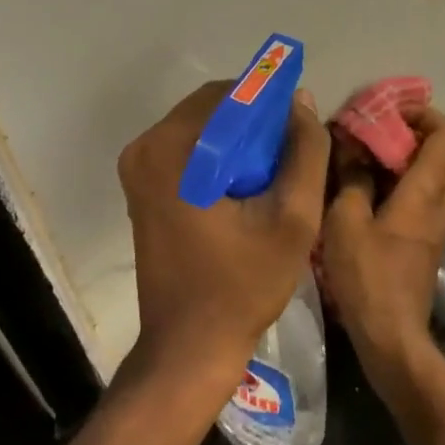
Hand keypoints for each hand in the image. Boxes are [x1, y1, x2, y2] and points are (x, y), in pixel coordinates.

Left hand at [118, 82, 329, 394]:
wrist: (189, 349)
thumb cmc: (242, 285)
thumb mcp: (292, 218)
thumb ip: (305, 152)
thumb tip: (300, 100)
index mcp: (170, 149)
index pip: (230, 95)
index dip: (271, 105)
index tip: (298, 134)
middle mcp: (144, 148)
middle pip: (214, 109)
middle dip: (255, 124)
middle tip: (289, 159)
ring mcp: (139, 168)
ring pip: (204, 128)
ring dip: (240, 142)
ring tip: (273, 177)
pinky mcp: (143, 187)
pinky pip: (190, 150)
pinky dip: (221, 158)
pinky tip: (247, 190)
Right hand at [319, 107, 444, 398]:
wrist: (392, 338)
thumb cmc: (368, 276)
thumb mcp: (346, 220)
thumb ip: (351, 176)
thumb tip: (350, 144)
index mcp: (426, 191)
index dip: (423, 113)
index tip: (389, 111)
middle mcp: (441, 202)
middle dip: (419, 132)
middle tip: (383, 130)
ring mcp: (437, 223)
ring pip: (439, 174)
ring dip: (410, 156)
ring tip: (369, 153)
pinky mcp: (426, 240)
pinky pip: (425, 195)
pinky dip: (405, 179)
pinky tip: (369, 185)